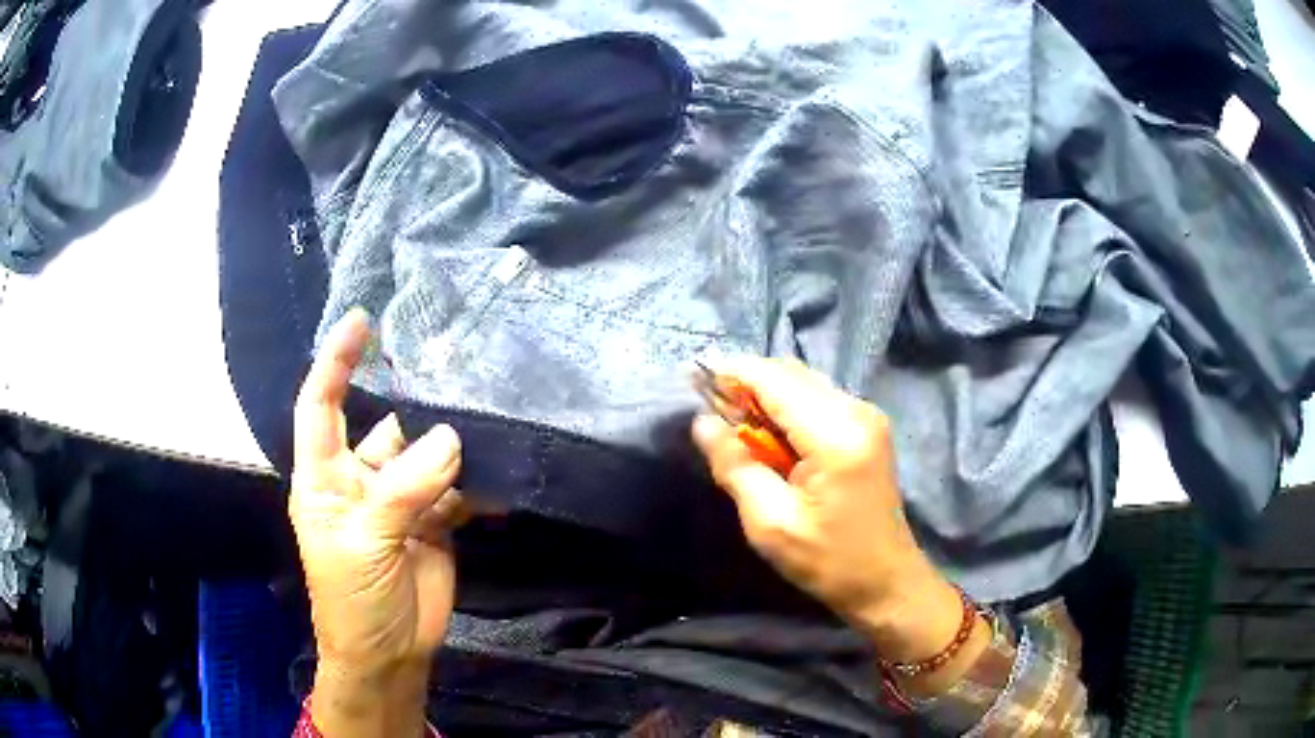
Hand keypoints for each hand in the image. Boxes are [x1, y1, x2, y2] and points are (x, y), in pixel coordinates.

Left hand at [290, 309, 472, 733]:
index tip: (362, 322)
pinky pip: (456, 490)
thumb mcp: (365, 543)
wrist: (389, 653)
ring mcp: (399, 500)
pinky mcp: (433, 522)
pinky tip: (497, 484)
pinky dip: (475, 486)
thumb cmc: (352, 599)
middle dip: (417, 413)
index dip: (336, 362)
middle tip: (457, 382)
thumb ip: (402, 490)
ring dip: (452, 450)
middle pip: (387, 428)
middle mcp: (361, 479)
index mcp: (326, 477)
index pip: (320, 405)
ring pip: (427, 456)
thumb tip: (449, 438)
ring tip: (485, 431)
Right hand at [692, 358, 985, 683]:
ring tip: (732, 423)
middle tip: (709, 409)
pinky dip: (786, 406)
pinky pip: (817, 399)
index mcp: (836, 435)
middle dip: (746, 382)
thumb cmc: (829, 561)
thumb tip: (702, 422)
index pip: (774, 381)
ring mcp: (866, 415)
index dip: (731, 373)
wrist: (886, 580)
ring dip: (765, 394)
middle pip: (790, 373)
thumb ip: (735, 466)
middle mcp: (856, 411)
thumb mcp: (770, 524)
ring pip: (803, 382)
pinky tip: (767, 434)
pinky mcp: (866, 426)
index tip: (691, 378)